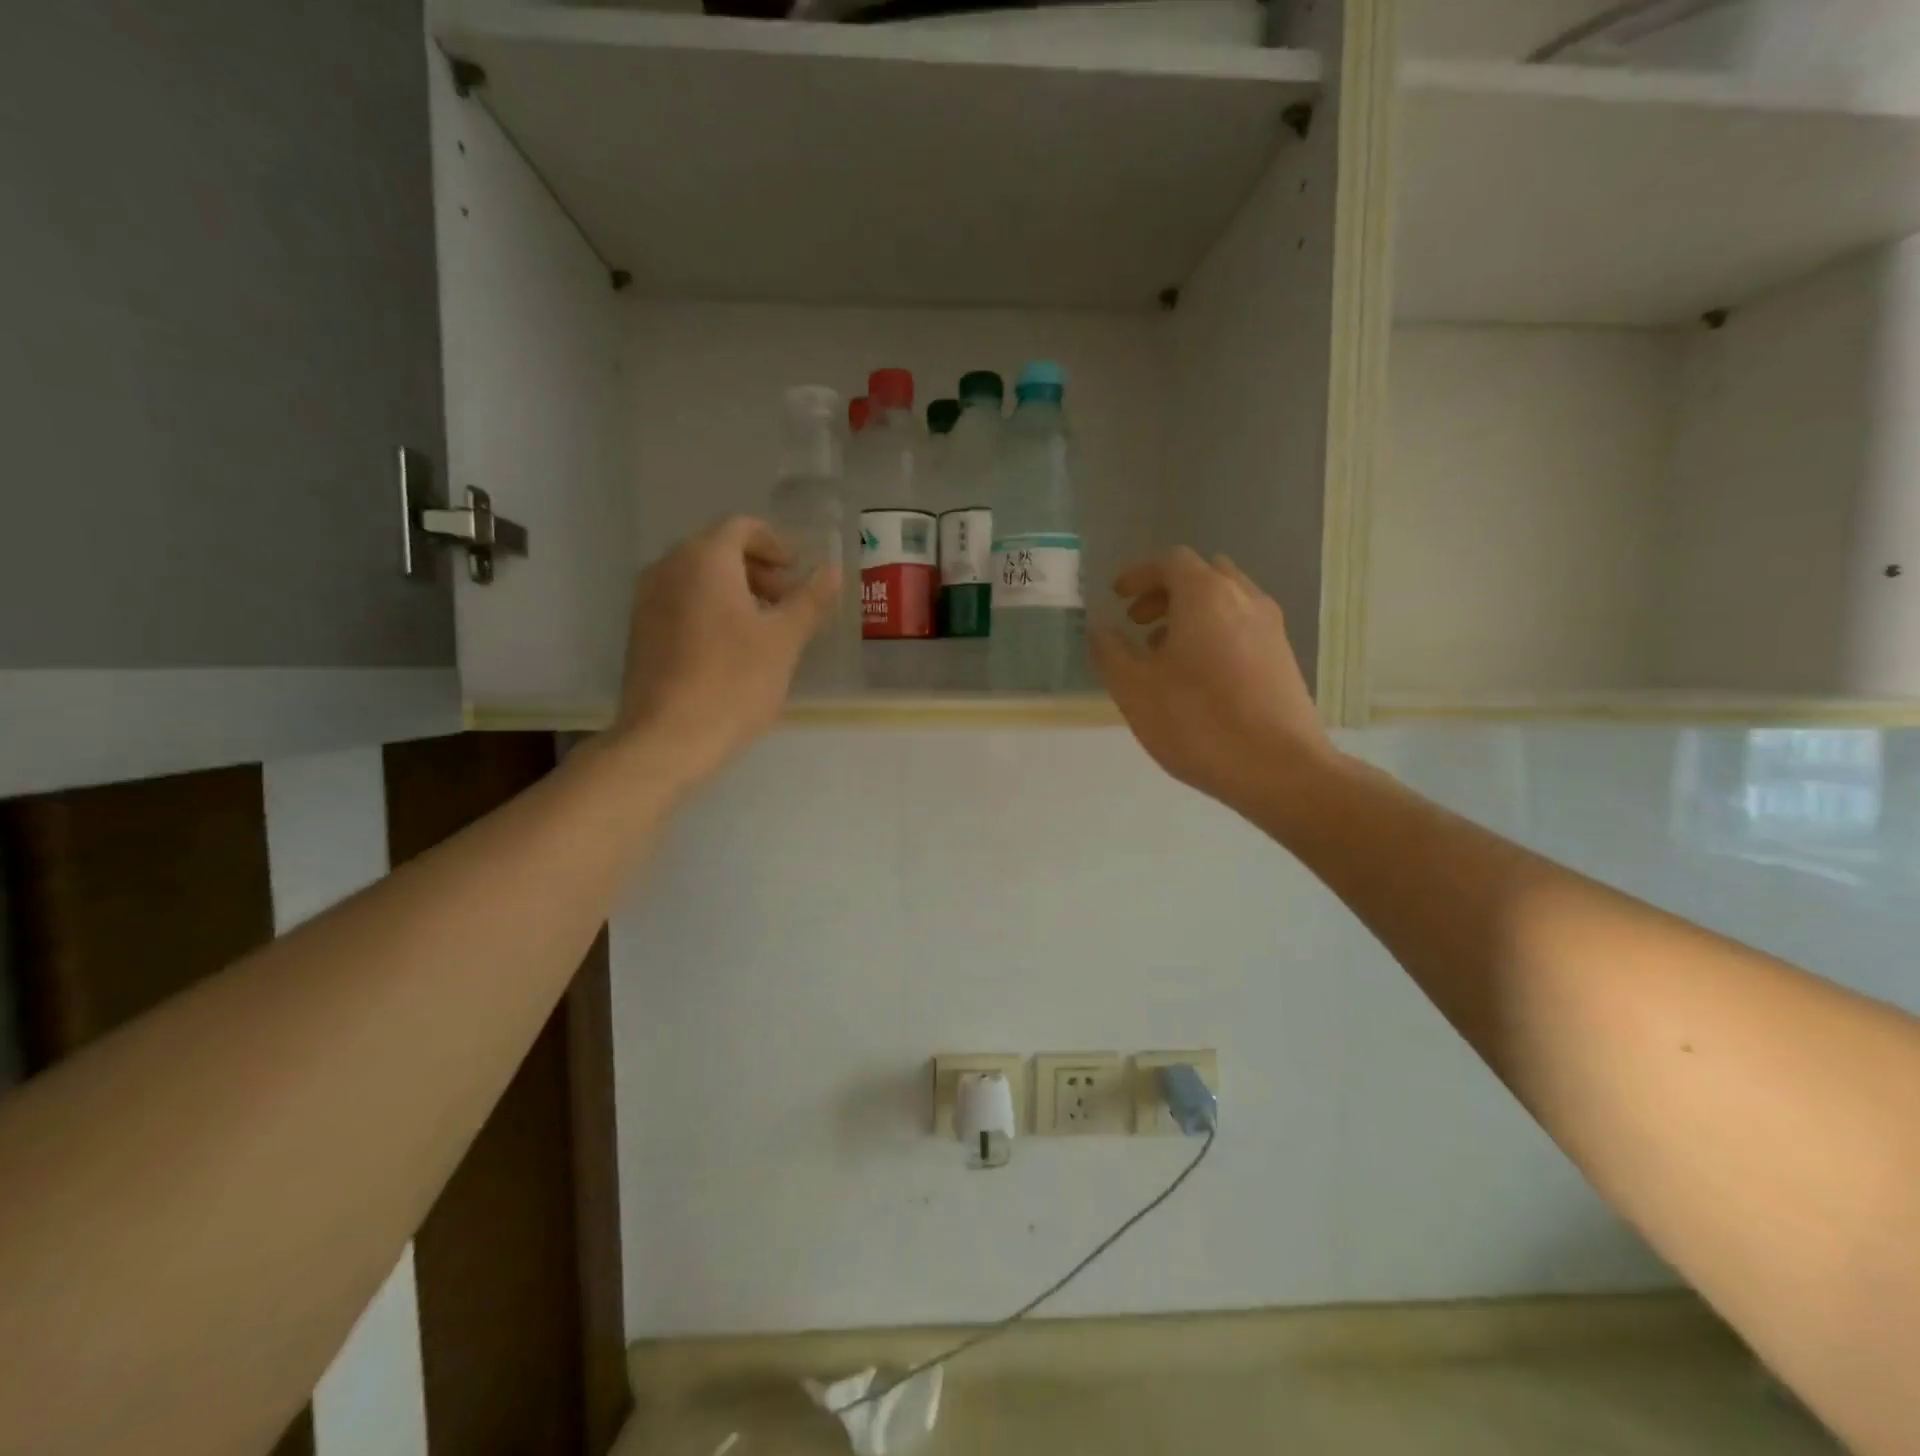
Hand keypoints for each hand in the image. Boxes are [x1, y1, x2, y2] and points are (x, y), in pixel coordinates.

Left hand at [615, 515, 838, 784]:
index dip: (775, 543)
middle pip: (717, 549)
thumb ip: (810, 599)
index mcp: (704, 559)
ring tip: (764, 628)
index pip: (741, 527)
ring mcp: (646, 600)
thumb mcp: (784, 640)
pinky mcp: (639, 632)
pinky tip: (731, 649)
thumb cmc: (734, 683)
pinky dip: (710, 609)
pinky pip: (681, 602)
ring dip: (735, 590)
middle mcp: (668, 568)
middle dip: (757, 568)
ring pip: (697, 578)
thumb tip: (832, 569)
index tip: (797, 572)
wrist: (667, 739)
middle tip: (787, 601)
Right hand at [1091, 548, 1336, 811]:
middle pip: (1203, 575)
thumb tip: (1100, 628)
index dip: (1139, 574)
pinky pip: (1242, 627)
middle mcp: (1245, 599)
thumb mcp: (1134, 689)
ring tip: (1162, 652)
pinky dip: (1213, 633)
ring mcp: (1271, 628)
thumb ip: (1110, 652)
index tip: (1117, 596)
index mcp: (1207, 596)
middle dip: (1166, 591)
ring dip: (1190, 614)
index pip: (1171, 562)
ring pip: (1225, 602)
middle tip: (1138, 621)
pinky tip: (1196, 676)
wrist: (1279, 769)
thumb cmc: (1198, 722)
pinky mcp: (1283, 659)